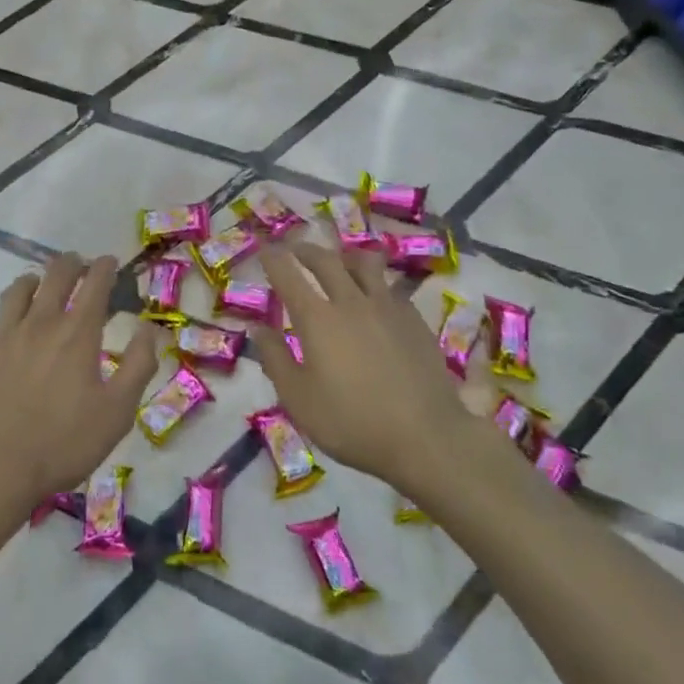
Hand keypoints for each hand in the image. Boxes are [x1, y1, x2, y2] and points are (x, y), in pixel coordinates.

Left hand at [0, 252, 159, 518]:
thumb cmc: (63, 444)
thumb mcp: (118, 411)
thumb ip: (138, 365)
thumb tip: (149, 328)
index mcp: (77, 334)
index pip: (95, 285)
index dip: (104, 267)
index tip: (108, 261)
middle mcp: (39, 324)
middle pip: (54, 277)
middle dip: (69, 264)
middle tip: (76, 263)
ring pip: (13, 293)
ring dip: (28, 283)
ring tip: (34, 284)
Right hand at [252, 243, 466, 491]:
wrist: (427, 437)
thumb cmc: (352, 423)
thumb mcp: (299, 400)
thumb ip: (275, 360)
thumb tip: (256, 329)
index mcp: (317, 319)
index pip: (288, 275)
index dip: (273, 257)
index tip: (264, 247)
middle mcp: (351, 301)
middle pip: (326, 261)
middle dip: (305, 250)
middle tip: (295, 250)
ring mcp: (388, 307)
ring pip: (364, 264)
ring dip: (345, 257)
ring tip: (339, 261)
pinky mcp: (415, 319)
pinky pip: (390, 287)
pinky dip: (375, 282)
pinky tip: (376, 296)